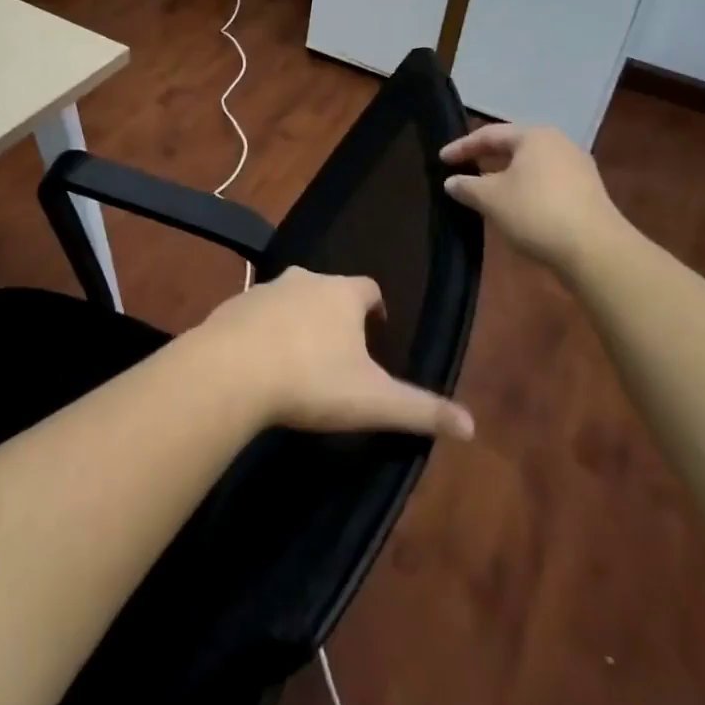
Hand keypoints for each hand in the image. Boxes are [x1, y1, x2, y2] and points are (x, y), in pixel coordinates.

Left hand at [192, 269, 473, 440]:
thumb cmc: (312, 380)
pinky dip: (263, 330)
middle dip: (335, 313)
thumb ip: (422, 410)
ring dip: (298, 319)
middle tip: (340, 351)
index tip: (377, 332)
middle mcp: (303, 279)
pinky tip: (261, 360)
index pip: (368, 288)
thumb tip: (472, 425)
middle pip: (327, 289)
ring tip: (300, 357)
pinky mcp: (232, 305)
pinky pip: (256, 314)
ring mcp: (264, 288)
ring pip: (290, 298)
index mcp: (341, 293)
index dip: (375, 308)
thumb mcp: (374, 401)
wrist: (232, 370)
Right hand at [441, 123, 626, 272]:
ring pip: (531, 164)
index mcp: (534, 136)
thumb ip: (466, 186)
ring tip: (486, 187)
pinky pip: (546, 180)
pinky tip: (515, 204)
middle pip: (513, 146)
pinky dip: (525, 187)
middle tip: (463, 167)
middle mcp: (558, 143)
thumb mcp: (490, 199)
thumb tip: (451, 181)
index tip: (441, 159)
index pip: (489, 134)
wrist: (596, 250)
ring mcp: (577, 167)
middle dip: (486, 157)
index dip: (462, 147)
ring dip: (506, 174)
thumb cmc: (535, 212)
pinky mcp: (587, 191)